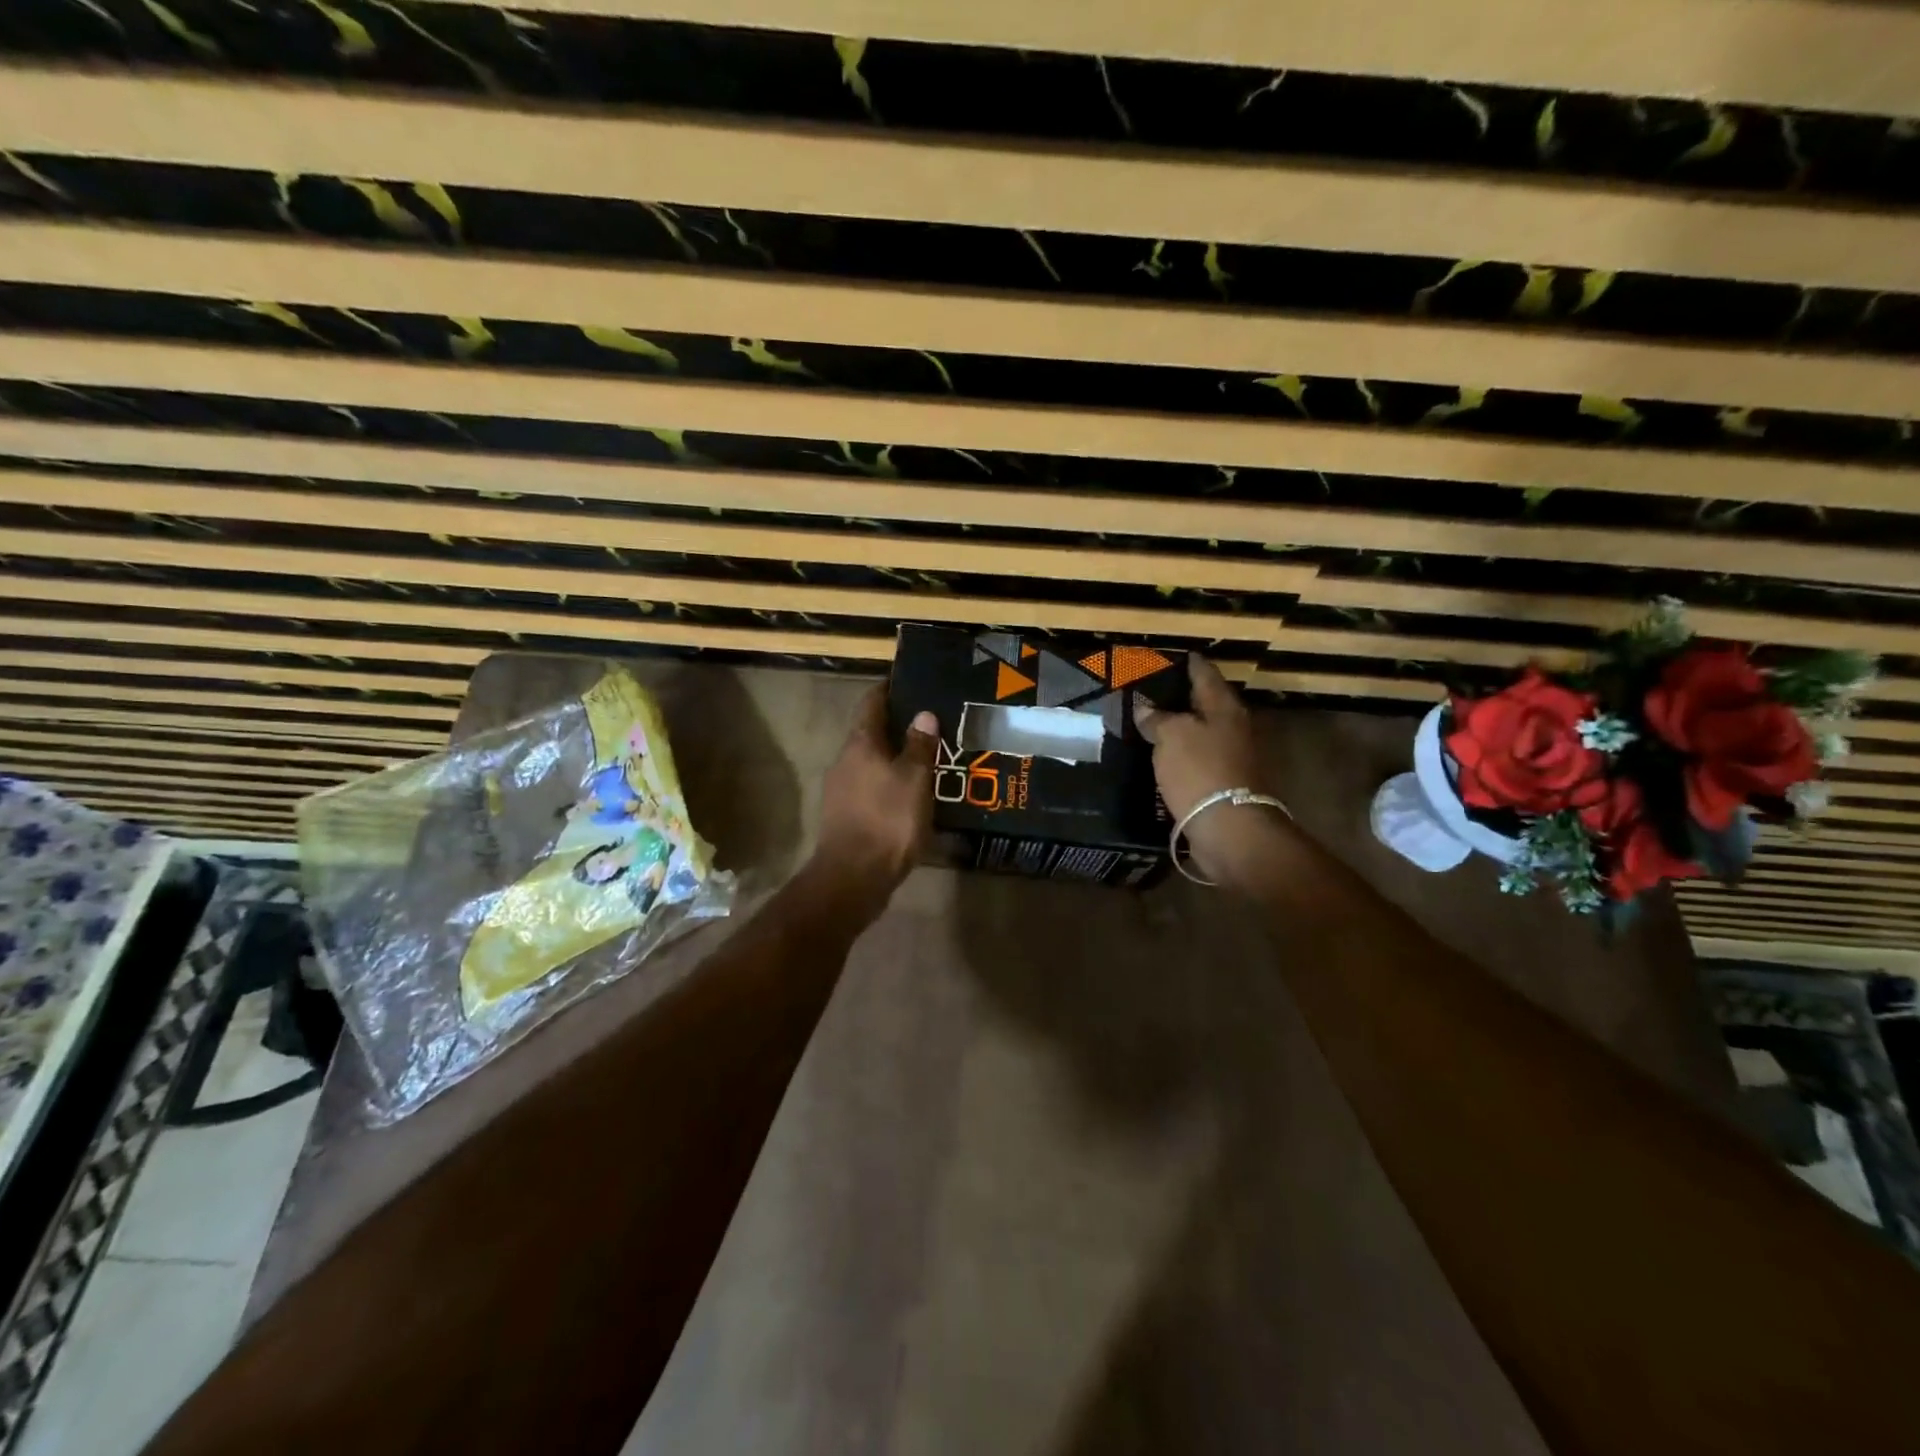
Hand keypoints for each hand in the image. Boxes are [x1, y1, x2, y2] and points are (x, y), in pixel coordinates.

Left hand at [812, 686, 937, 902]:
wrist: (853, 877)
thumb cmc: (887, 820)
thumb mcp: (914, 780)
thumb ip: (919, 746)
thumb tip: (923, 715)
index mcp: (860, 744)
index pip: (872, 702)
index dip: (890, 689)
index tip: (912, 682)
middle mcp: (845, 760)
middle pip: (871, 733)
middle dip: (899, 727)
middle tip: (932, 724)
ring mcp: (842, 789)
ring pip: (872, 762)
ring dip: (896, 758)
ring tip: (929, 759)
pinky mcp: (846, 815)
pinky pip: (872, 788)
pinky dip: (891, 784)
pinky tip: (913, 794)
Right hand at [1135, 655, 1283, 882]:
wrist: (1228, 828)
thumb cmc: (1200, 771)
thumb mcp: (1171, 736)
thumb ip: (1157, 718)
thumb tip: (1146, 709)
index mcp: (1224, 706)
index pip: (1205, 673)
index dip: (1189, 662)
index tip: (1174, 655)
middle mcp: (1234, 726)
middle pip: (1206, 703)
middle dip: (1182, 696)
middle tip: (1152, 690)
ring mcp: (1232, 756)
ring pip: (1202, 731)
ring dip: (1181, 727)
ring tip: (1151, 723)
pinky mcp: (1224, 782)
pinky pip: (1198, 758)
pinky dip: (1182, 753)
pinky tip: (1162, 756)